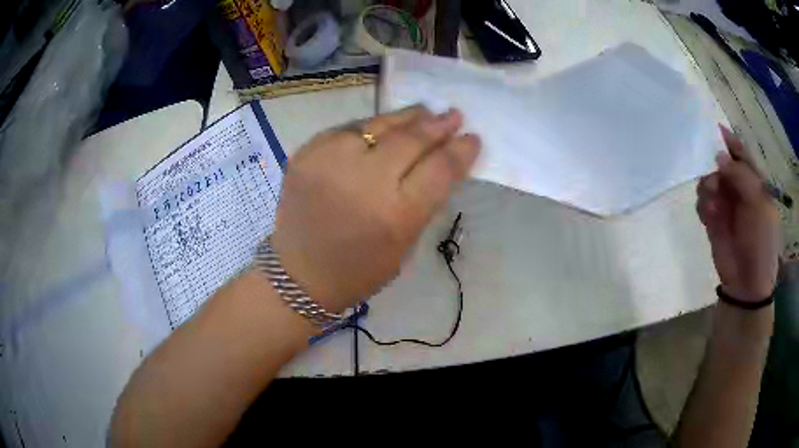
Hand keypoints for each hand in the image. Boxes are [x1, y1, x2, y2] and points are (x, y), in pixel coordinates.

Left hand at [269, 107, 480, 311]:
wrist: (299, 274)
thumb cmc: (359, 269)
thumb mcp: (404, 243)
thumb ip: (424, 199)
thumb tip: (442, 159)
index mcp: (394, 215)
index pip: (439, 169)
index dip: (460, 150)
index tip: (472, 138)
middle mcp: (363, 182)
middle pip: (410, 140)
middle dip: (437, 125)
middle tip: (453, 116)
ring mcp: (329, 162)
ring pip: (378, 125)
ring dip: (406, 118)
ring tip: (424, 111)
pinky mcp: (305, 154)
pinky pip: (347, 130)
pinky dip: (369, 128)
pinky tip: (382, 130)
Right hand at [697, 126, 780, 301]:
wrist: (747, 283)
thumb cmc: (761, 241)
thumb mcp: (759, 205)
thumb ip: (742, 176)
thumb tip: (719, 155)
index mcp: (755, 183)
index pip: (741, 154)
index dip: (730, 142)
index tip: (715, 130)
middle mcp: (740, 190)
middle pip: (722, 165)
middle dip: (715, 168)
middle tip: (714, 181)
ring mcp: (726, 205)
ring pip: (710, 181)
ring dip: (708, 187)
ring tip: (712, 203)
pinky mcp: (713, 221)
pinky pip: (702, 203)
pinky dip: (703, 205)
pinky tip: (708, 215)